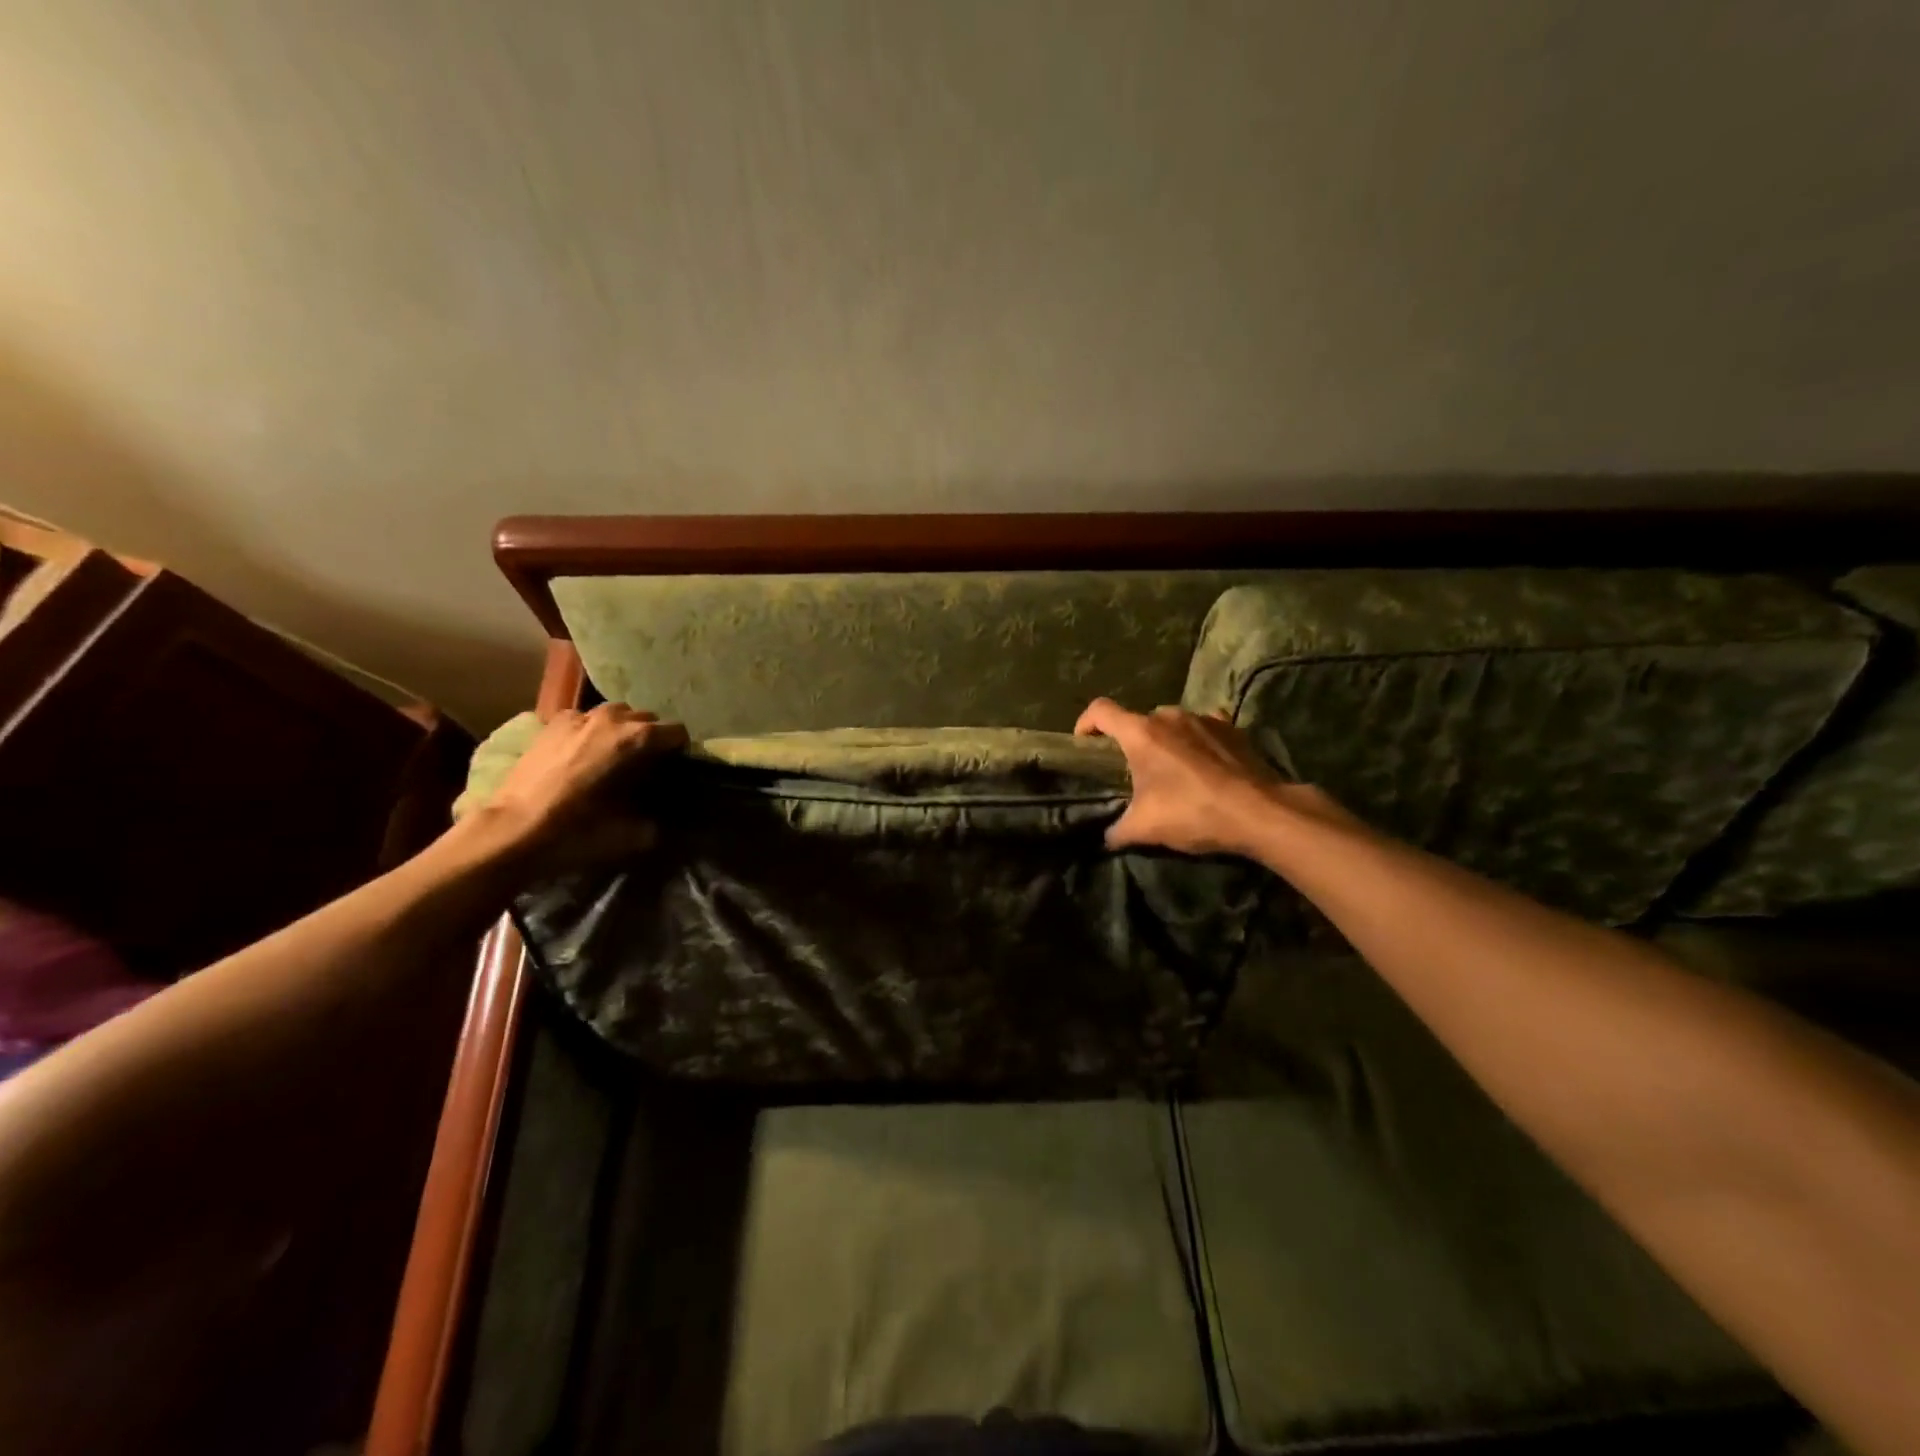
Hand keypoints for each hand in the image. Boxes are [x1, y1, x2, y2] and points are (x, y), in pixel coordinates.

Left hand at [473, 703, 688, 870]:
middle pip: (646, 718)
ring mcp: (577, 717)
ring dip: (622, 729)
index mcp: (636, 739)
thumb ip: (655, 823)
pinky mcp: (550, 724)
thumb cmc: (575, 831)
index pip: (677, 732)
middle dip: (651, 737)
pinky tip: (582, 752)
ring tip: (615, 754)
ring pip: (615, 713)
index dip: (681, 750)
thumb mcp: (629, 836)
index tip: (677, 768)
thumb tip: (665, 820)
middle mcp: (611, 719)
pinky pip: (583, 719)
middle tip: (647, 764)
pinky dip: (590, 731)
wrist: (510, 831)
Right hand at [1074, 698, 1335, 855]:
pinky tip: (1204, 766)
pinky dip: (1195, 742)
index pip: (1100, 710)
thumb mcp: (1144, 828)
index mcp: (1141, 733)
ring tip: (1172, 772)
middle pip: (1138, 720)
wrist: (1260, 812)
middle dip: (1130, 742)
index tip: (1083, 744)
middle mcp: (1170, 716)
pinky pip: (1202, 728)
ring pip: (1171, 724)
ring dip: (1165, 742)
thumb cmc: (1192, 812)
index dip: (1085, 723)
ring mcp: (1204, 718)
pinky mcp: (1232, 727)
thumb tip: (1106, 838)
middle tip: (1133, 772)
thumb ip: (1117, 831)